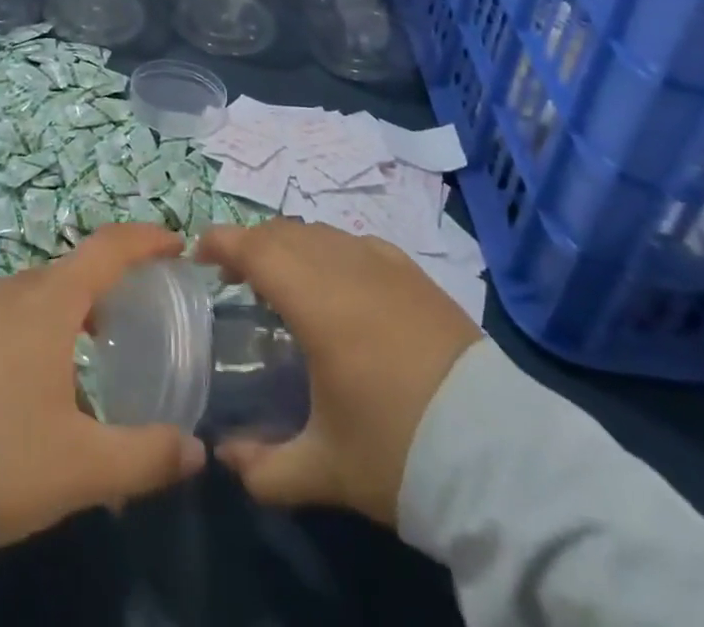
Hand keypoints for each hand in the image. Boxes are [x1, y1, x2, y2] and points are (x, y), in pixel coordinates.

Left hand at [0, 222, 208, 546]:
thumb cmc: (1, 455)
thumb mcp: (82, 467)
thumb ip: (145, 456)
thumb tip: (195, 451)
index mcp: (49, 302)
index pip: (107, 249)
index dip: (145, 240)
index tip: (175, 245)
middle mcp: (13, 291)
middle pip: (72, 272)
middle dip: (108, 285)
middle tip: (135, 317)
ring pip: (37, 295)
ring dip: (70, 310)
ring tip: (90, 352)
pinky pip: (8, 315)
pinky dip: (36, 326)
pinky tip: (36, 377)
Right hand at [197, 218, 480, 526]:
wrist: (505, 460)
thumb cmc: (402, 453)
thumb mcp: (326, 470)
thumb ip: (265, 468)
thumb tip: (225, 459)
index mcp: (317, 301)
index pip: (254, 247)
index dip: (220, 242)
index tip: (198, 255)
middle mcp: (346, 267)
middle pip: (284, 232)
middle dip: (251, 244)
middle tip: (234, 276)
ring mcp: (386, 264)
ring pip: (321, 233)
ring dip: (291, 246)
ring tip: (282, 280)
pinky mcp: (416, 274)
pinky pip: (357, 243)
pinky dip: (331, 251)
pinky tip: (337, 282)